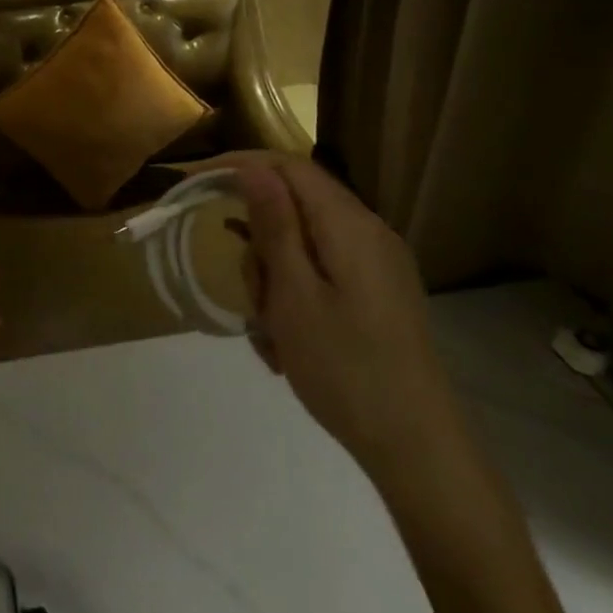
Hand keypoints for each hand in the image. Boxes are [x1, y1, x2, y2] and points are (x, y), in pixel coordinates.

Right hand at [215, 152, 465, 490]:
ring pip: (303, 245)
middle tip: (250, 295)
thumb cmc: (344, 368)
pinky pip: (320, 274)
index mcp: (349, 226)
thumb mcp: (293, 294)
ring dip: (273, 277)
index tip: (195, 181)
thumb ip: (274, 225)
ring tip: (269, 333)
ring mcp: (377, 265)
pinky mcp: (377, 294)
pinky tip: (285, 341)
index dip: (239, 165)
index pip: (288, 167)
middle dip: (258, 243)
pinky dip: (293, 296)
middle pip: (295, 207)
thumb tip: (252, 168)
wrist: (417, 447)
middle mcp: (368, 233)